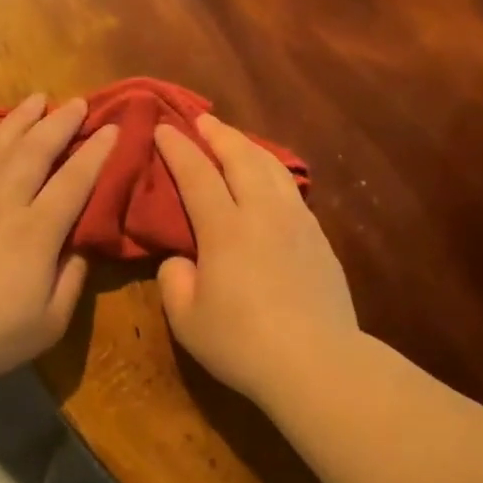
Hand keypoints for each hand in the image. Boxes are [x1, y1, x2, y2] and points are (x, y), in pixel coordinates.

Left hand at [0, 93, 116, 389]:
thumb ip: (72, 278)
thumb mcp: (51, 320)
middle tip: (77, 101)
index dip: (96, 151)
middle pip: (35, 151)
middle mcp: (4, 203)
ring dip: (19, 119)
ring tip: (36, 99)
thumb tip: (80, 247)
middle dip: (59, 122)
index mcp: (37, 231)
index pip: (74, 180)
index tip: (112, 127)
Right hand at [154, 116, 358, 404]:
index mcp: (224, 228)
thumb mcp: (187, 319)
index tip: (163, 128)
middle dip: (218, 134)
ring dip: (249, 147)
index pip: (196, 174)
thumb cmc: (242, 342)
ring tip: (235, 140)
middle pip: (240, 157)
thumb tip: (181, 260)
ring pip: (272, 168)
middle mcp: (262, 213)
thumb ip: (174, 280)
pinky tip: (270, 180)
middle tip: (201, 119)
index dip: (178, 149)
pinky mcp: (319, 239)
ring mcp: (296, 222)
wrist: (317, 363)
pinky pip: (291, 190)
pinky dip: (274, 172)